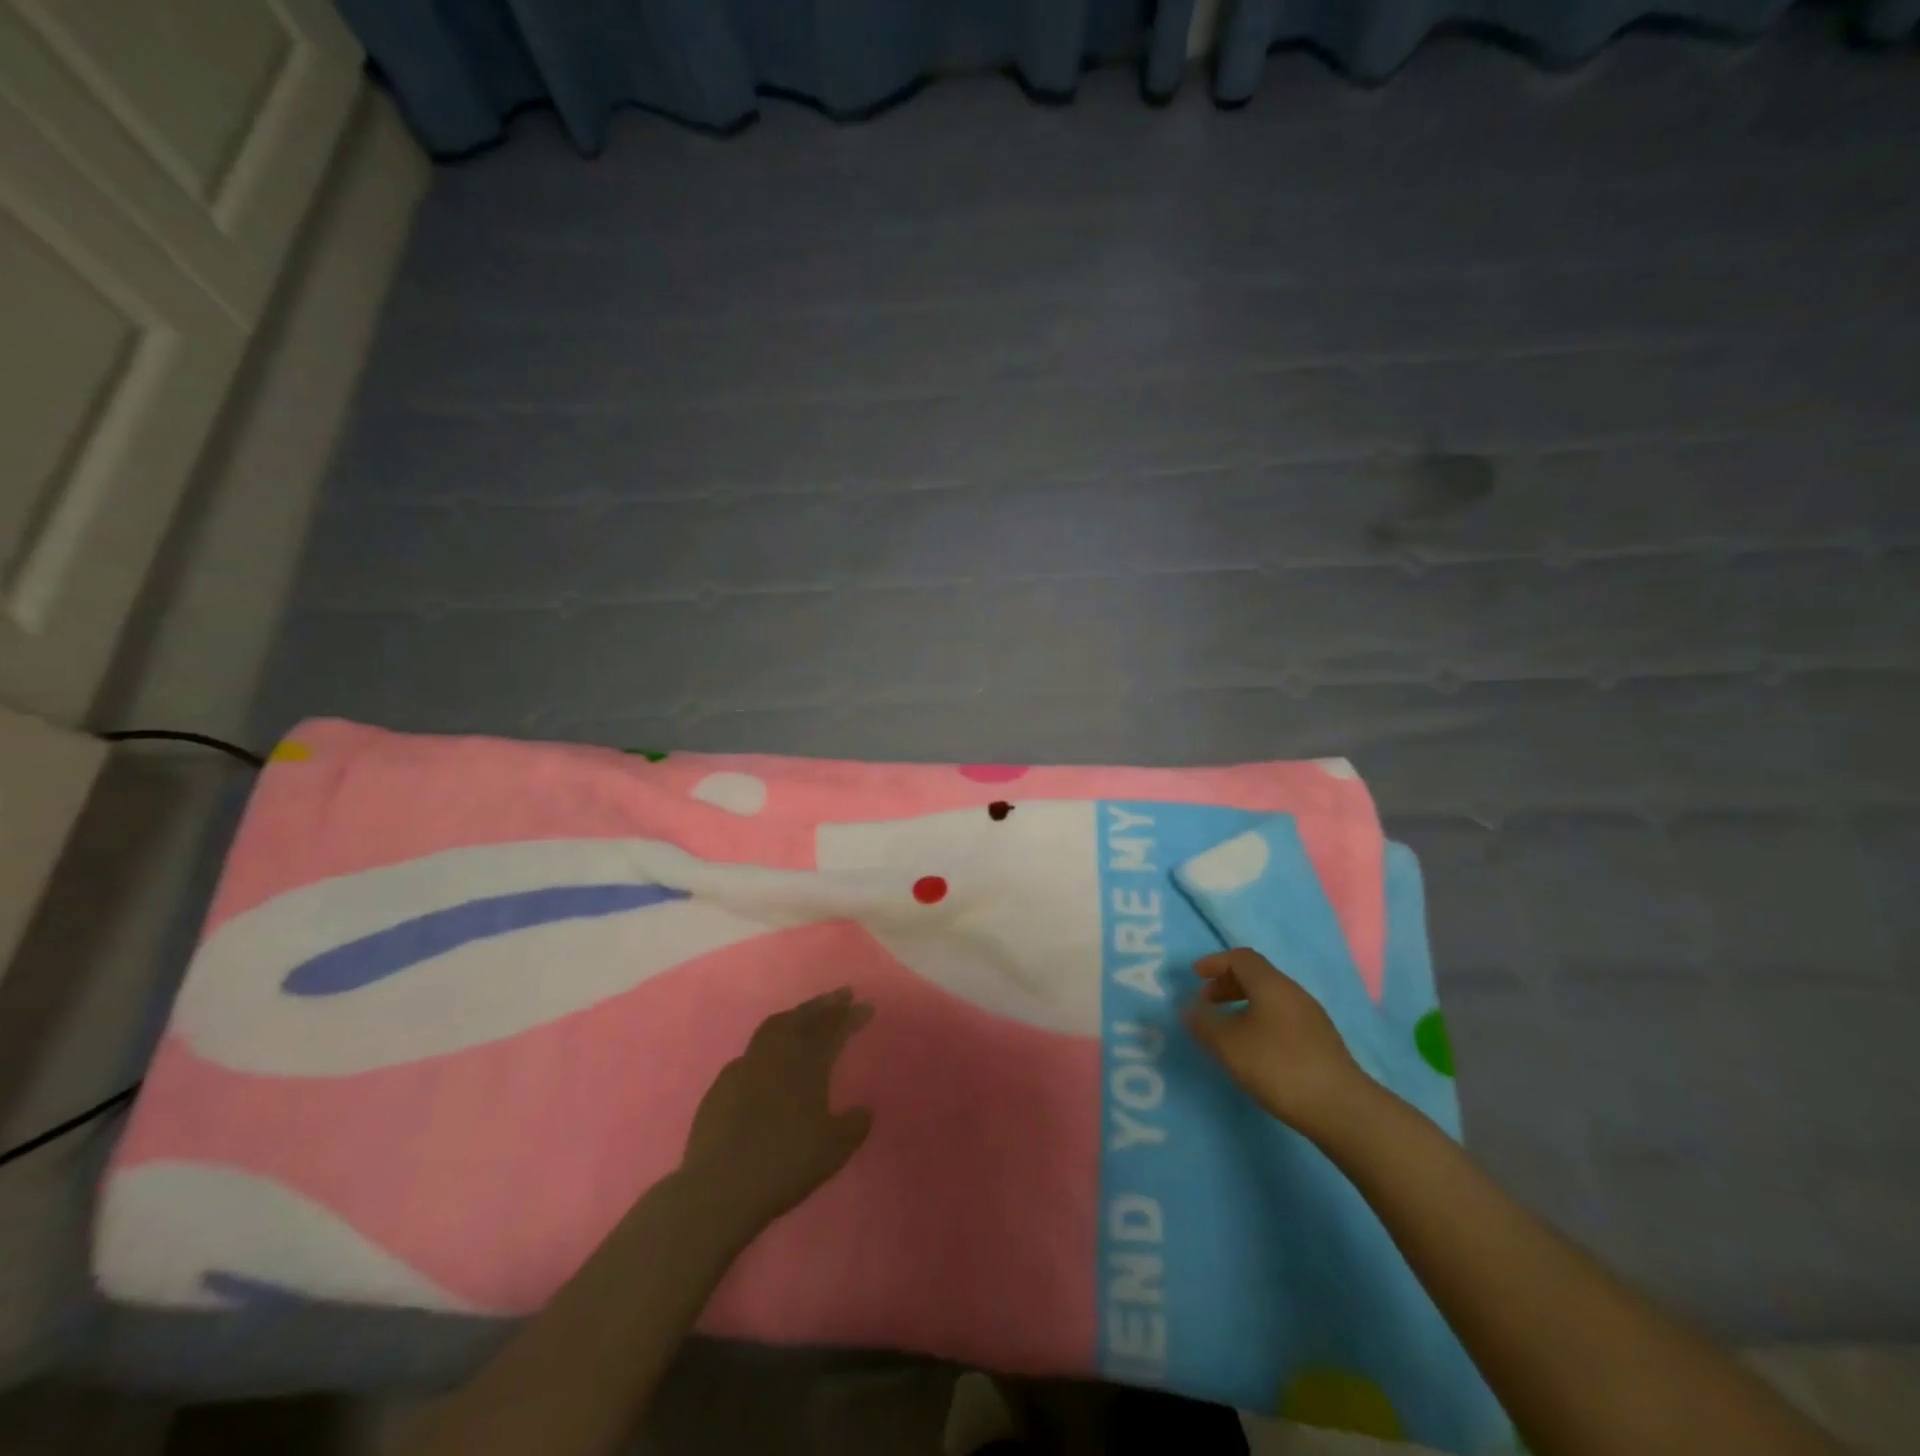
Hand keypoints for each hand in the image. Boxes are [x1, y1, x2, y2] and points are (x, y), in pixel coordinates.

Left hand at [679, 988, 874, 1238]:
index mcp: (806, 1065)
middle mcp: (776, 1056)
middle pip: (802, 1018)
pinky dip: (767, 1045)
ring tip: (806, 1015)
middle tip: (841, 996)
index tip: (866, 1005)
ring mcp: (744, 1067)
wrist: (719, 1188)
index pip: (833, 1029)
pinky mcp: (721, 1086)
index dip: (851, 1015)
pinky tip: (768, 1058)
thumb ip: (853, 1125)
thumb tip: (863, 1110)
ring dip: (794, 1016)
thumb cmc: (784, 1165)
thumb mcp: (833, 1150)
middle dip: (823, 1004)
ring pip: (773, 1027)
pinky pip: (750, 1053)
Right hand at [1183, 948, 1365, 1136]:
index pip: (1241, 958)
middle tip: (1206, 1003)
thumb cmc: (1278, 1066)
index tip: (1195, 976)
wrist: (1341, 1108)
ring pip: (1270, 998)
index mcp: (1271, 984)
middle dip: (1227, 984)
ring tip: (1227, 1029)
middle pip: (1257, 976)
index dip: (1215, 963)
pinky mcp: (1321, 1042)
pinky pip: (1282, 1017)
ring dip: (1243, 1004)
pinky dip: (1260, 1020)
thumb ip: (1204, 1024)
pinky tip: (1254, 1048)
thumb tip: (1188, 1009)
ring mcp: (1311, 1017)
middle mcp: (1293, 993)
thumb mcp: (1229, 1045)